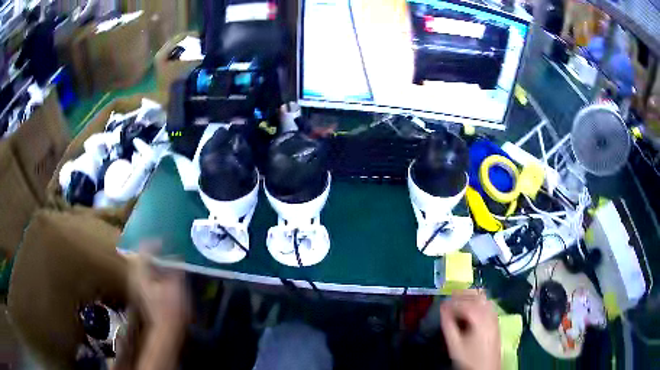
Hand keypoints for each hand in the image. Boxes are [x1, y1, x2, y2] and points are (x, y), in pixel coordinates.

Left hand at [130, 242, 189, 333]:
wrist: (166, 329)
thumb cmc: (171, 308)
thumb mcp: (176, 286)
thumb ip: (174, 267)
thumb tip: (176, 254)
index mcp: (142, 273)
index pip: (143, 251)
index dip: (153, 244)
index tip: (163, 241)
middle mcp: (136, 277)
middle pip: (138, 257)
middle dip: (149, 250)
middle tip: (161, 247)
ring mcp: (137, 286)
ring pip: (140, 266)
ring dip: (149, 259)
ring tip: (161, 257)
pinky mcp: (142, 293)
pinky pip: (143, 274)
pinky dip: (150, 269)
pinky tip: (159, 272)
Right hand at [440, 290, 500, 369]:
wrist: (487, 368)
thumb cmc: (469, 358)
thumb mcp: (455, 344)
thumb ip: (448, 326)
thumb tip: (442, 310)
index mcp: (479, 318)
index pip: (465, 304)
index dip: (452, 303)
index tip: (441, 304)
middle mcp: (489, 313)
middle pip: (477, 296)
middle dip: (463, 295)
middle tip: (450, 297)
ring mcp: (494, 316)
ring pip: (484, 299)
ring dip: (472, 296)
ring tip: (460, 300)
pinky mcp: (496, 321)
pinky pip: (488, 304)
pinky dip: (479, 301)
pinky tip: (472, 307)